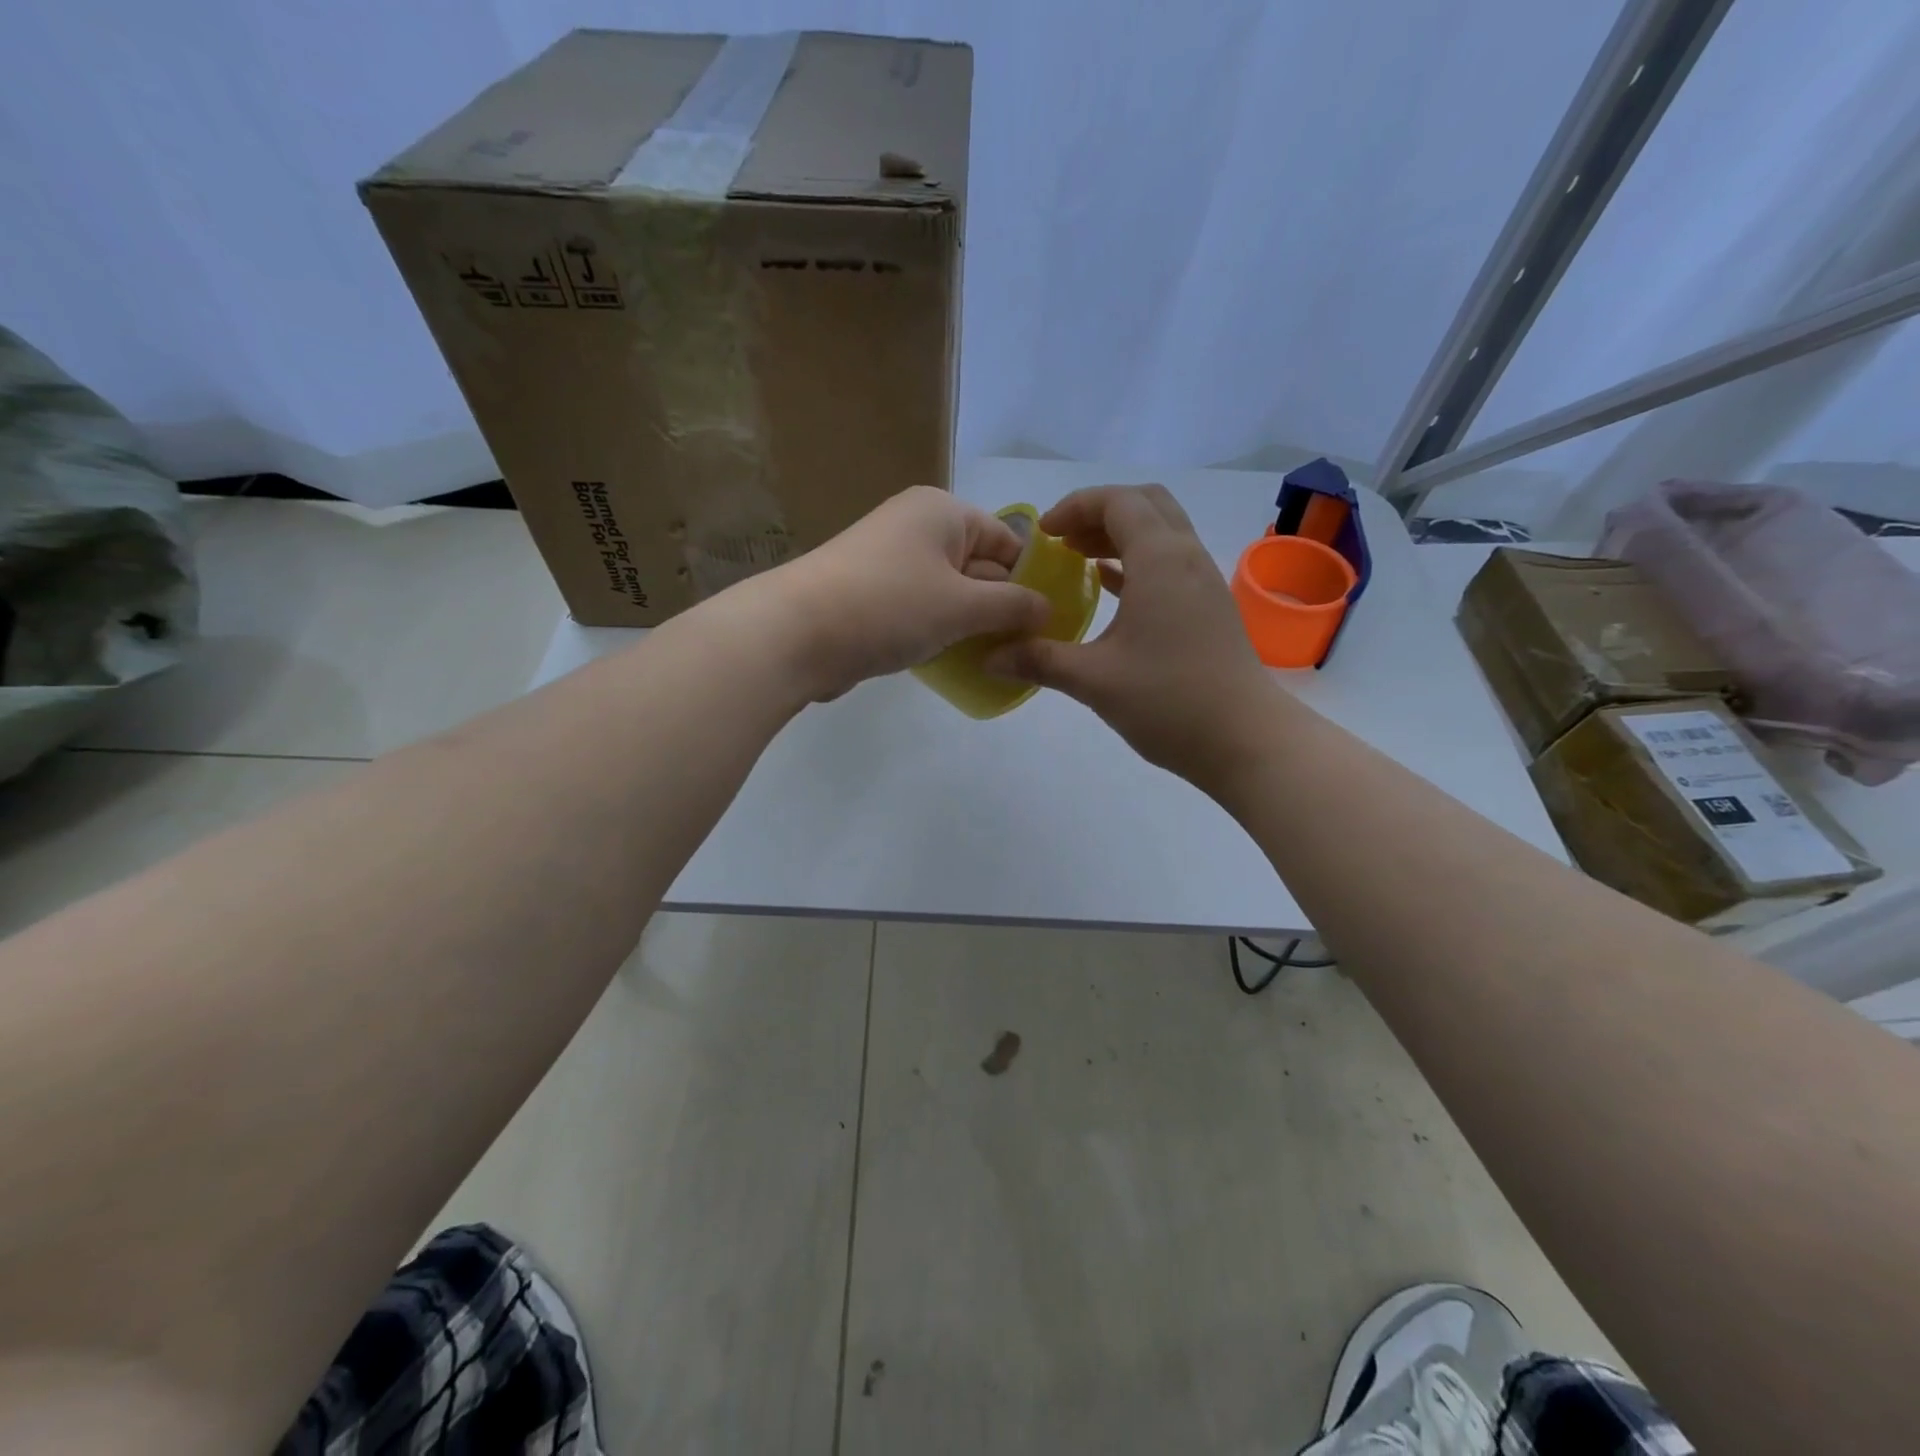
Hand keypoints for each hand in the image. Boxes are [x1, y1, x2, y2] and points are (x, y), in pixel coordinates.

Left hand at [772, 486, 1050, 699]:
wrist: (796, 633)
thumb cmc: (890, 606)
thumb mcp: (963, 606)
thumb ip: (1012, 606)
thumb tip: (1047, 610)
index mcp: (942, 512)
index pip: (1007, 541)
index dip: (1032, 579)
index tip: (1051, 622)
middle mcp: (916, 527)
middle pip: (978, 566)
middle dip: (1002, 607)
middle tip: (1028, 649)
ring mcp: (889, 561)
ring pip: (949, 592)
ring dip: (971, 624)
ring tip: (998, 660)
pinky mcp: (871, 595)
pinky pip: (921, 609)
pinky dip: (939, 631)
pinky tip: (956, 662)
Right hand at [984, 484, 1274, 785]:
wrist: (1245, 739)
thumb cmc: (1169, 701)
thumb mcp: (1094, 680)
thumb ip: (1039, 660)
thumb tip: (988, 657)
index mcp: (1160, 560)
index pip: (1117, 502)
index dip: (1075, 507)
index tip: (1043, 535)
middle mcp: (1186, 557)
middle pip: (1145, 504)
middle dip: (1099, 512)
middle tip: (1063, 542)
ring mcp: (1203, 581)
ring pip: (1161, 531)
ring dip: (1120, 535)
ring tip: (1079, 560)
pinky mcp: (1208, 606)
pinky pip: (1170, 562)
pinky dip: (1137, 561)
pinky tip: (1110, 588)